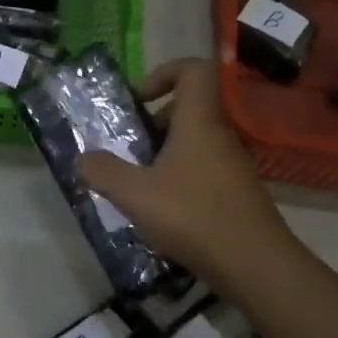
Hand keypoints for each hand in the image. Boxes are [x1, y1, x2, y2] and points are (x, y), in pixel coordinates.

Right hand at [75, 58, 296, 292]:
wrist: (256, 266)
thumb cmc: (193, 216)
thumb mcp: (134, 194)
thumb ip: (103, 172)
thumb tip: (81, 158)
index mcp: (199, 122)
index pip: (193, 70)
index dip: (164, 72)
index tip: (138, 100)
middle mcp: (220, 136)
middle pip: (189, 109)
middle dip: (155, 122)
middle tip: (129, 147)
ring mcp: (233, 165)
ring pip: (195, 142)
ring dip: (165, 154)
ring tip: (139, 183)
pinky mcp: (238, 193)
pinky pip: (204, 170)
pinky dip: (180, 179)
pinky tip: (162, 211)